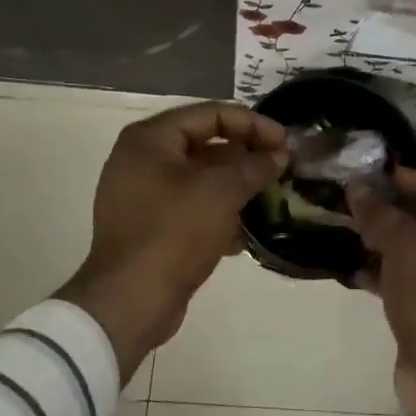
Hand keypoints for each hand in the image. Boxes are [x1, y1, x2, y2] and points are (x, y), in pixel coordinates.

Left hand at [58, 102, 288, 378]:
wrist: (130, 302)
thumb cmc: (174, 232)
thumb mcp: (222, 192)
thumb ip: (255, 166)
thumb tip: (281, 155)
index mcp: (150, 139)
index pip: (211, 114)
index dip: (253, 124)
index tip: (285, 142)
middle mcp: (141, 159)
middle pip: (205, 144)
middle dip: (246, 155)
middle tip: (282, 167)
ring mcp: (142, 195)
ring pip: (200, 178)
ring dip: (236, 186)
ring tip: (272, 197)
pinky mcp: (149, 227)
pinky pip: (191, 207)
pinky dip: (218, 212)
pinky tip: (247, 232)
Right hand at [348, 170, 415, 415]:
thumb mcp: (407, 247)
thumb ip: (380, 214)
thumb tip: (356, 185)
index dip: (398, 178)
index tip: (359, 170)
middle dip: (383, 209)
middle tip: (341, 196)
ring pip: (408, 249)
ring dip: (376, 239)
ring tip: (337, 225)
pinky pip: (401, 277)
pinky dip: (377, 270)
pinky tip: (346, 264)